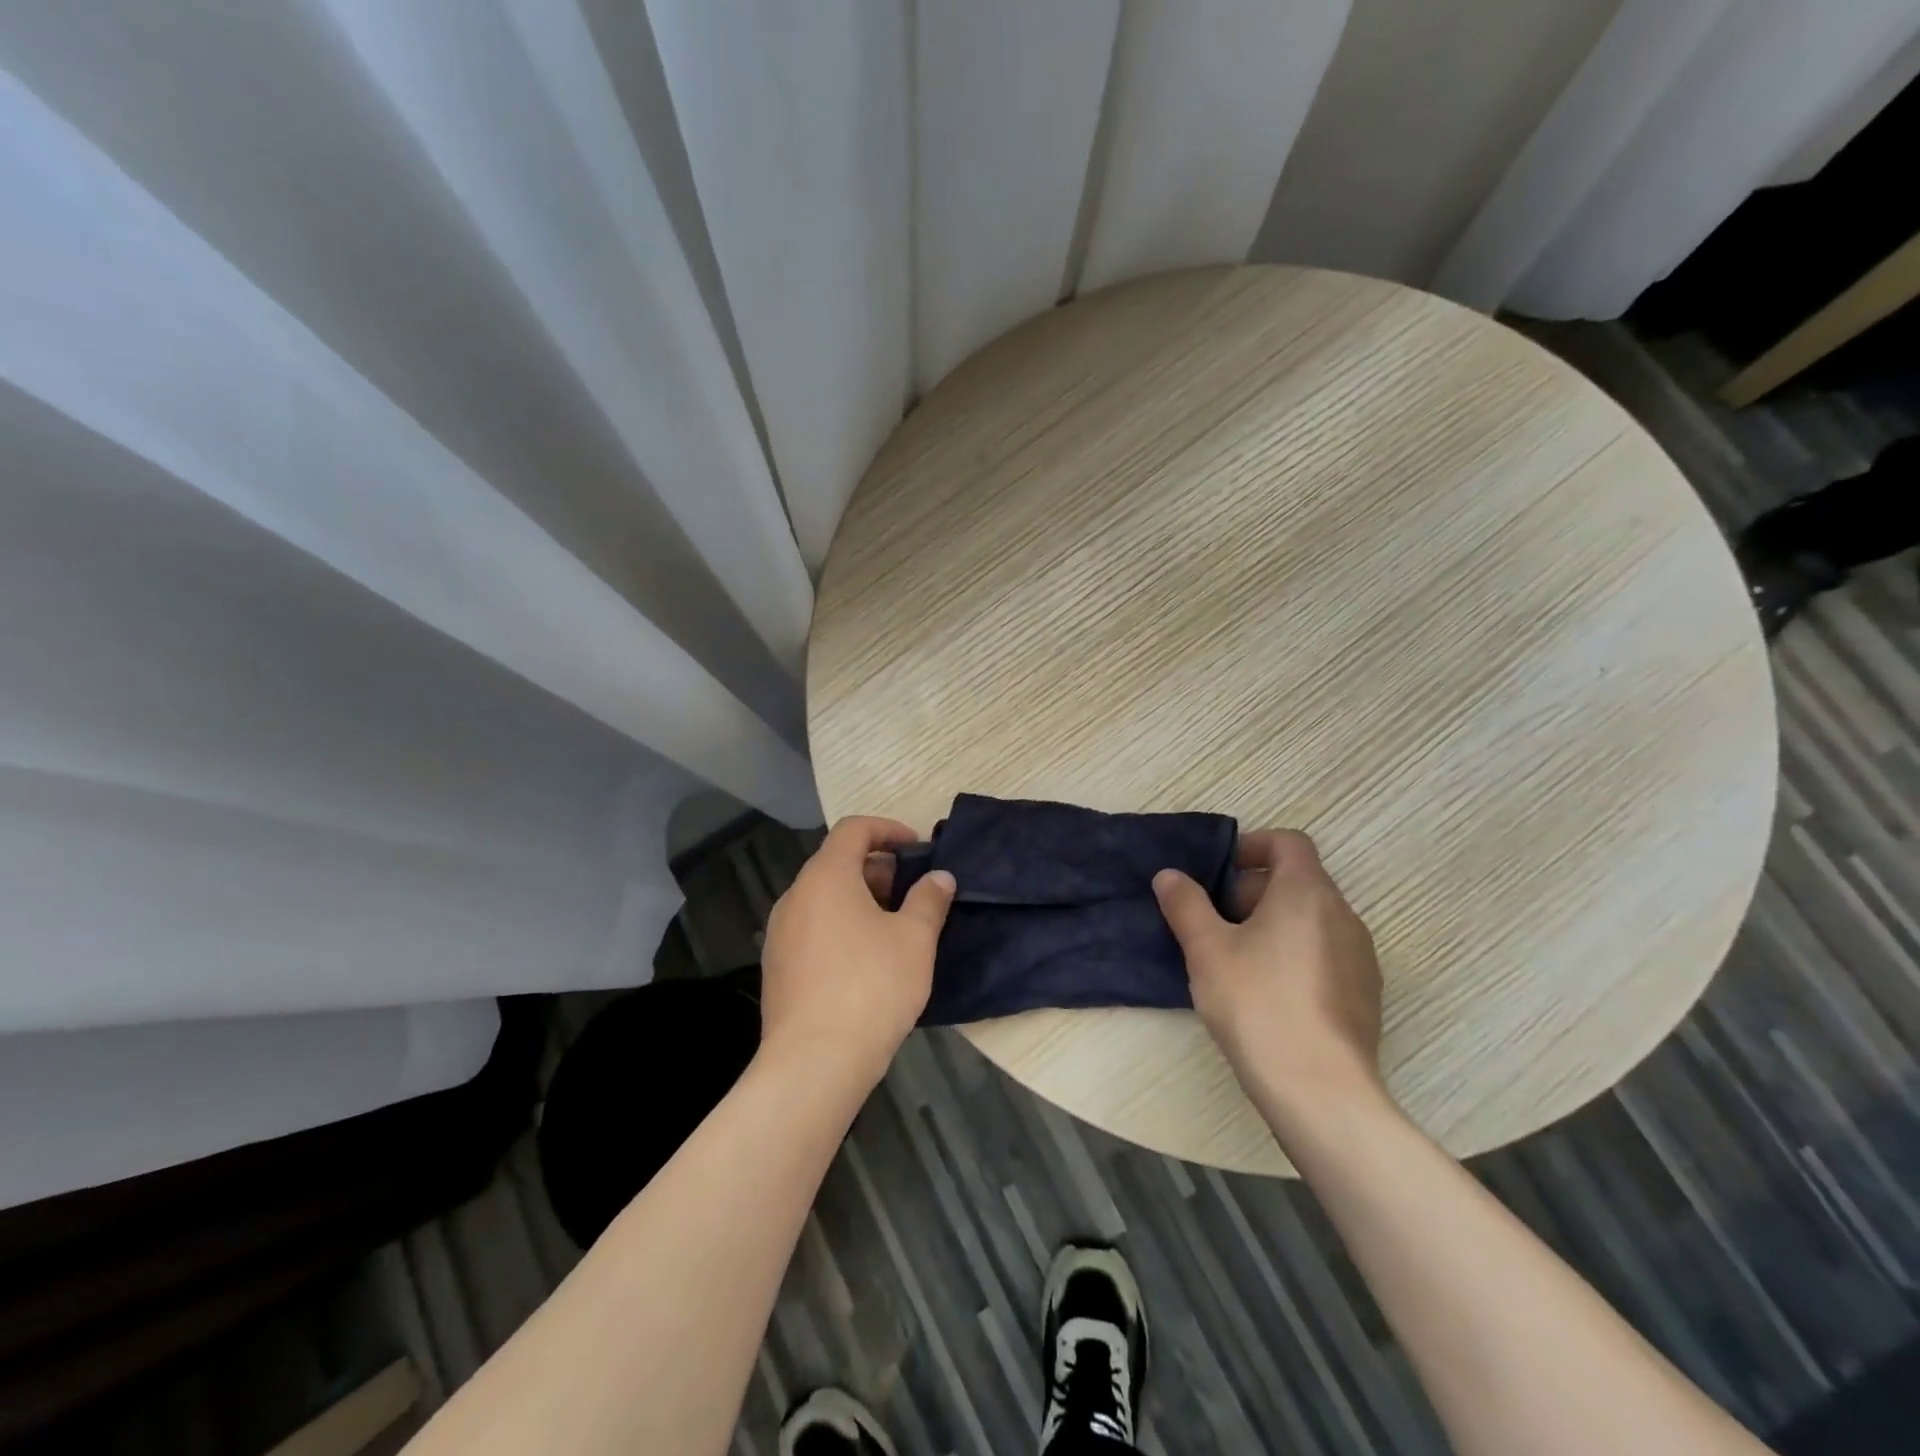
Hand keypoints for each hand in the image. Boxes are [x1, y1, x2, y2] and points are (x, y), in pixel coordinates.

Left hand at [759, 816, 955, 1086]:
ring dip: (859, 900)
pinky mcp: (777, 967)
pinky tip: (866, 962)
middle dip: (877, 869)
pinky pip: (812, 929)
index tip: (917, 848)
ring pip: (823, 899)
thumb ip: (929, 900)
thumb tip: (940, 877)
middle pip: (836, 863)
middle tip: (912, 893)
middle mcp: (795, 897)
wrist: (814, 1063)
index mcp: (826, 877)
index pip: (853, 830)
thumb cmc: (871, 987)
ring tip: (893, 928)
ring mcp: (780, 934)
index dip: (888, 830)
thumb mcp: (915, 939)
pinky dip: (840, 927)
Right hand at [1154, 830, 1384, 1116]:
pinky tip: (1266, 992)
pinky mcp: (1364, 994)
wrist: (1319, 1089)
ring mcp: (1360, 957)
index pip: (1289, 842)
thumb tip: (1170, 875)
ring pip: (1311, 919)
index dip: (1252, 846)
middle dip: (1253, 890)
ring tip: (1235, 958)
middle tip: (1215, 920)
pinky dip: (1294, 953)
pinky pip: (1324, 953)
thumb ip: (1186, 904)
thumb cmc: (1257, 1003)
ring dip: (1273, 923)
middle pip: (1298, 880)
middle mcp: (1343, 915)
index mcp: (1307, 892)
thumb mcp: (1207, 949)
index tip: (1219, 873)